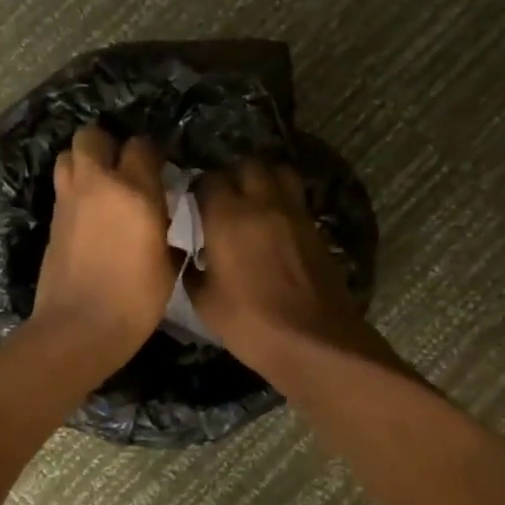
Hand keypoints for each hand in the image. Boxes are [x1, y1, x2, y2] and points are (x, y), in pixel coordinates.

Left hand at [31, 125, 176, 359]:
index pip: (141, 145)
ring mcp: (69, 200)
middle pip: (92, 135)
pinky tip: (90, 210)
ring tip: (102, 183)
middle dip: (107, 144)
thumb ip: (166, 225)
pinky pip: (63, 185)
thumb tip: (163, 211)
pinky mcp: (52, 219)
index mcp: (134, 192)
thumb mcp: (167, 262)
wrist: (79, 328)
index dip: (152, 152)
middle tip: (123, 166)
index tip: (160, 166)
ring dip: (84, 161)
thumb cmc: (135, 300)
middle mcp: (97, 184)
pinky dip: (75, 187)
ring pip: (68, 155)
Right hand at [192, 160, 367, 372]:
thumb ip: (191, 270)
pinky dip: (283, 200)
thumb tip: (188, 255)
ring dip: (264, 178)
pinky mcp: (316, 227)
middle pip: (248, 165)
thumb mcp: (204, 302)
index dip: (199, 188)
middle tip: (225, 197)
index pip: (209, 180)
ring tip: (254, 199)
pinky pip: (296, 198)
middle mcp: (262, 203)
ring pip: (279, 172)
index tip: (194, 203)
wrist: (313, 340)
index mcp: (227, 217)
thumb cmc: (250, 323)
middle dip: (233, 174)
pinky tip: (275, 223)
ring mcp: (294, 213)